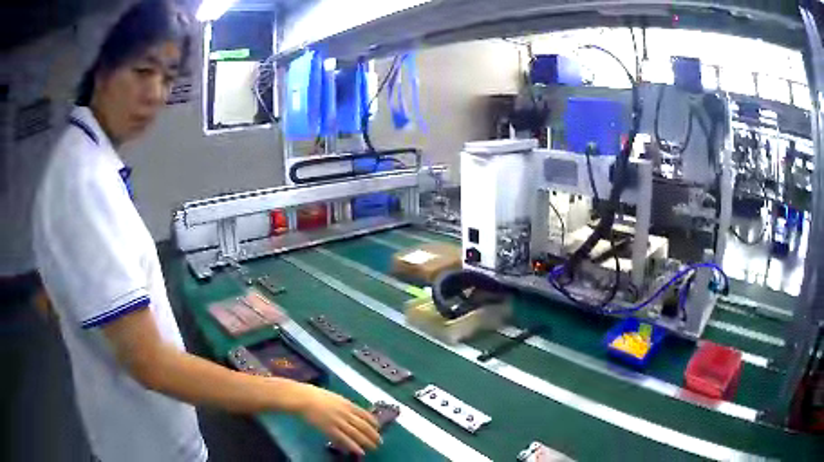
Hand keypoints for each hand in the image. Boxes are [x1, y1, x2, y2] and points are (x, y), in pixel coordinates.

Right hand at [296, 384, 380, 454]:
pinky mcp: (329, 429)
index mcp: (347, 404)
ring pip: (356, 434)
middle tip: (379, 441)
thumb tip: (354, 411)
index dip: (373, 422)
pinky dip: (352, 446)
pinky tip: (359, 451)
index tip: (378, 428)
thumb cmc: (316, 395)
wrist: (303, 398)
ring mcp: (338, 421)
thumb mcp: (335, 397)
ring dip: (366, 442)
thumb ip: (345, 405)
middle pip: (363, 426)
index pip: (365, 414)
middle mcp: (346, 413)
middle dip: (373, 434)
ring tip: (373, 448)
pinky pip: (343, 439)